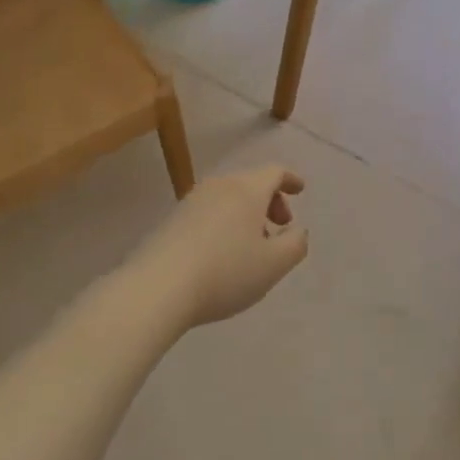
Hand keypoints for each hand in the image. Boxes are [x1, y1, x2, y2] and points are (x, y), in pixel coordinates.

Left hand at [130, 166, 308, 330]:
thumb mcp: (274, 264)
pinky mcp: (172, 221)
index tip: (300, 190)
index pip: (274, 172)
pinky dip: (225, 223)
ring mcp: (191, 202)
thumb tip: (298, 230)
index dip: (290, 179)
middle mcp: (219, 186)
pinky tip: (223, 253)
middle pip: (250, 183)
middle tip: (280, 226)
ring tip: (252, 245)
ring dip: (246, 215)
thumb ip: (296, 244)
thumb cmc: (226, 272)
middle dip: (270, 201)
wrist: (158, 287)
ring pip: (228, 198)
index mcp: (247, 190)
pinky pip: (209, 212)